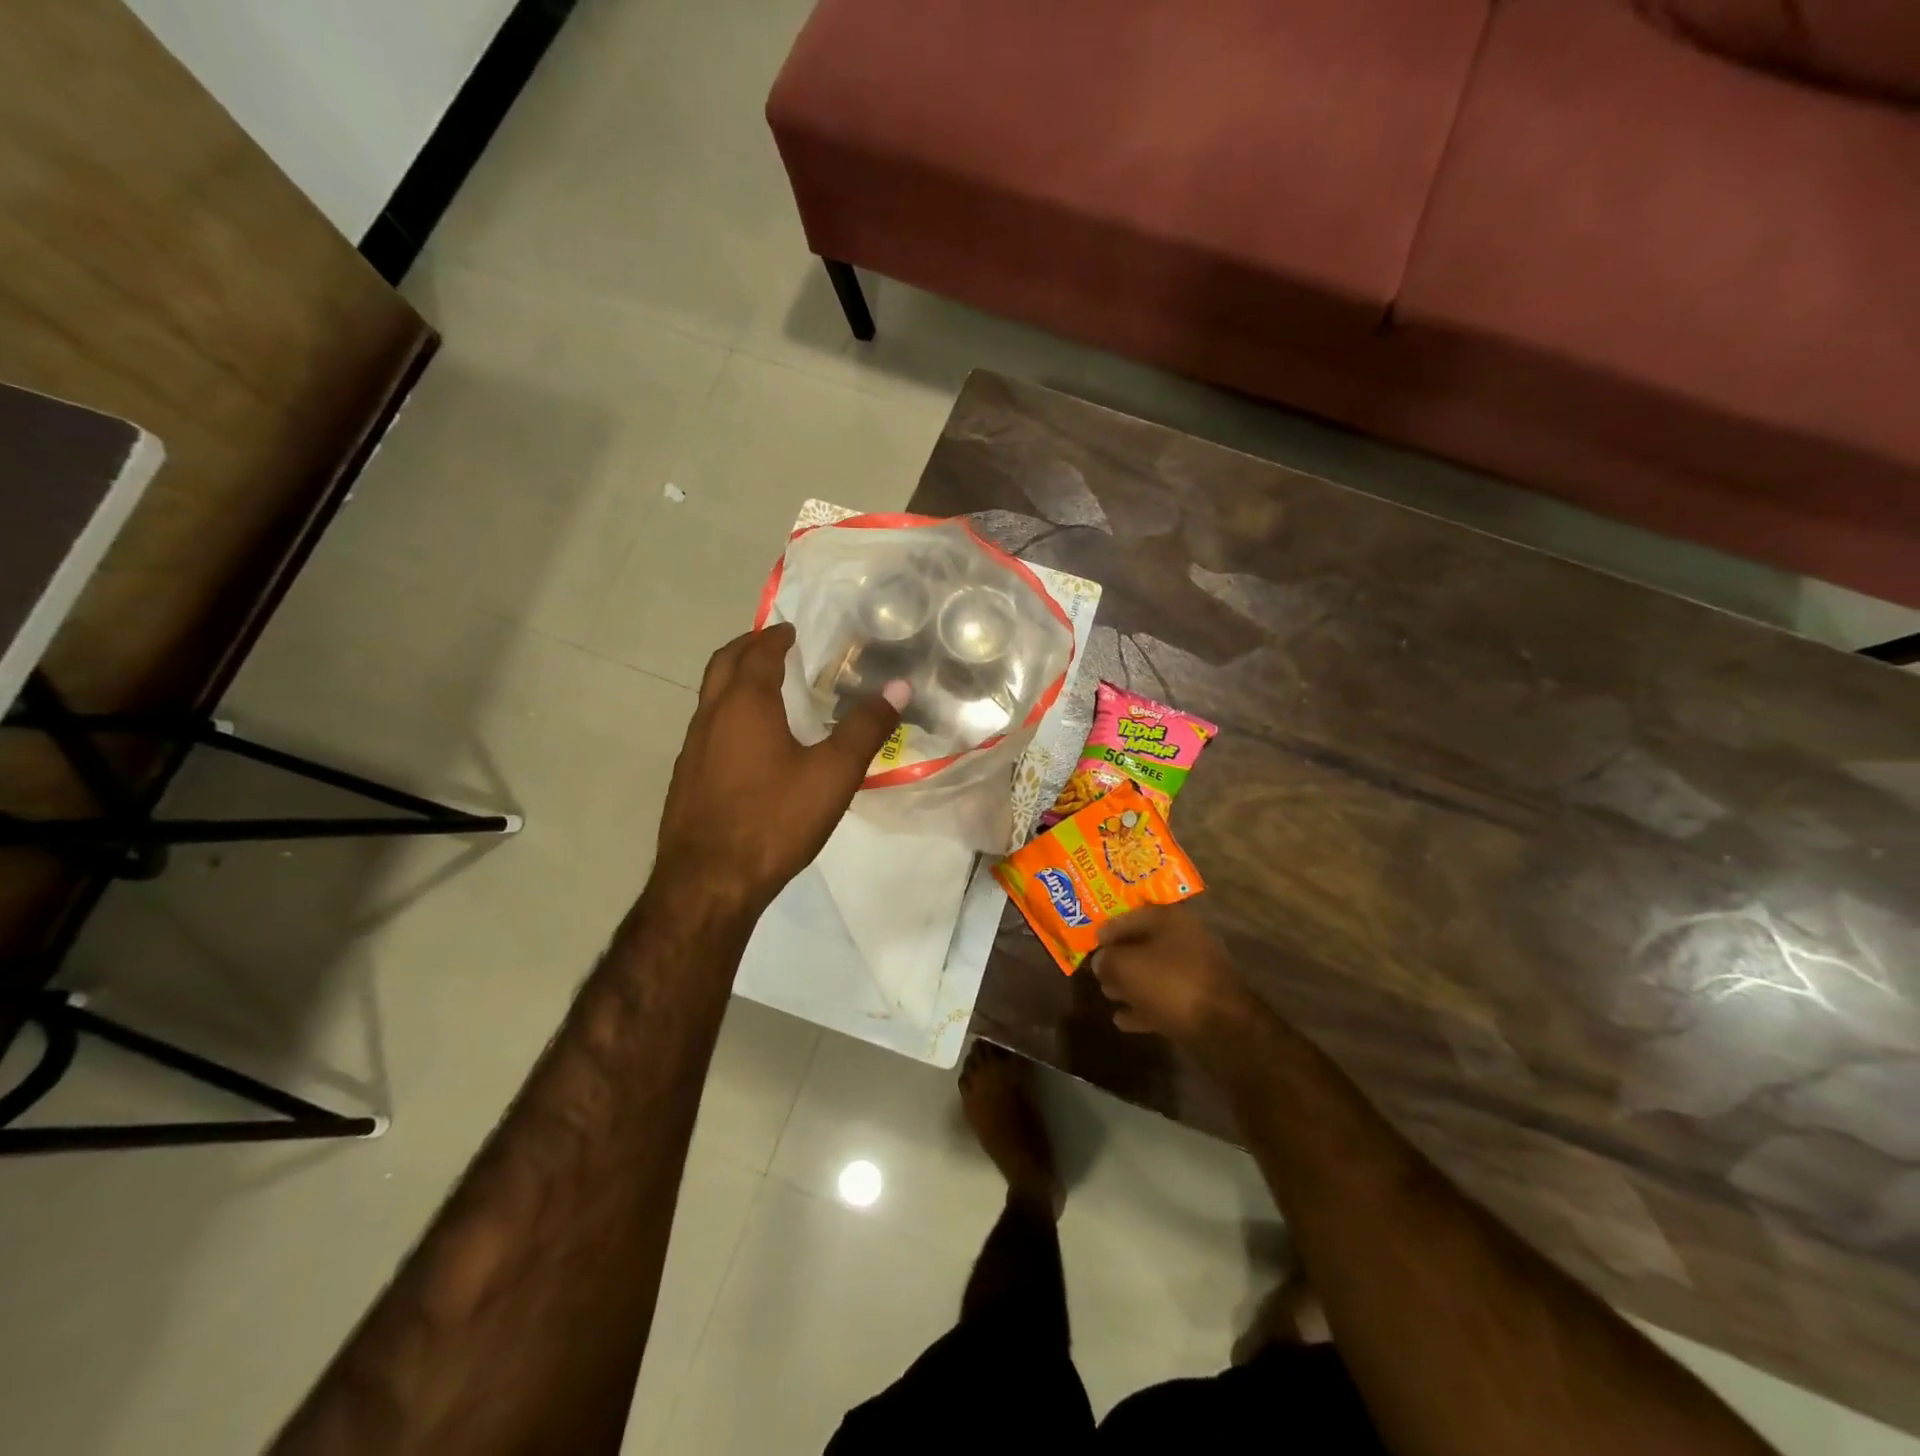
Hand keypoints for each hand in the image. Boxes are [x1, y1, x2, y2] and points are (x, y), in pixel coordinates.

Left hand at [656, 623, 906, 912]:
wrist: (709, 883)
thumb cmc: (774, 820)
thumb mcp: (833, 774)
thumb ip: (865, 728)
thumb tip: (898, 687)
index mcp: (745, 705)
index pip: (758, 654)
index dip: (775, 638)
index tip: (790, 630)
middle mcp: (711, 717)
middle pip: (723, 665)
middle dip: (747, 648)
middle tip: (772, 644)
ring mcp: (692, 750)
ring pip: (711, 698)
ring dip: (734, 681)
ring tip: (765, 690)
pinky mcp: (686, 780)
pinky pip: (707, 729)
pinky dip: (728, 715)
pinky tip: (750, 745)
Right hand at [1091, 904, 1257, 1050]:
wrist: (1223, 1028)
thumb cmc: (1170, 983)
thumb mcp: (1126, 966)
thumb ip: (1106, 959)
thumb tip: (1100, 960)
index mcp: (1170, 919)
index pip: (1130, 914)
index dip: (1107, 927)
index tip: (1089, 940)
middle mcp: (1185, 939)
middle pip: (1143, 944)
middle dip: (1119, 958)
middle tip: (1097, 970)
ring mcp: (1194, 971)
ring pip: (1154, 972)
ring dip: (1130, 983)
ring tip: (1107, 994)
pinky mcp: (1199, 1002)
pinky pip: (1164, 999)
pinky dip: (1144, 1007)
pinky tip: (1122, 1019)